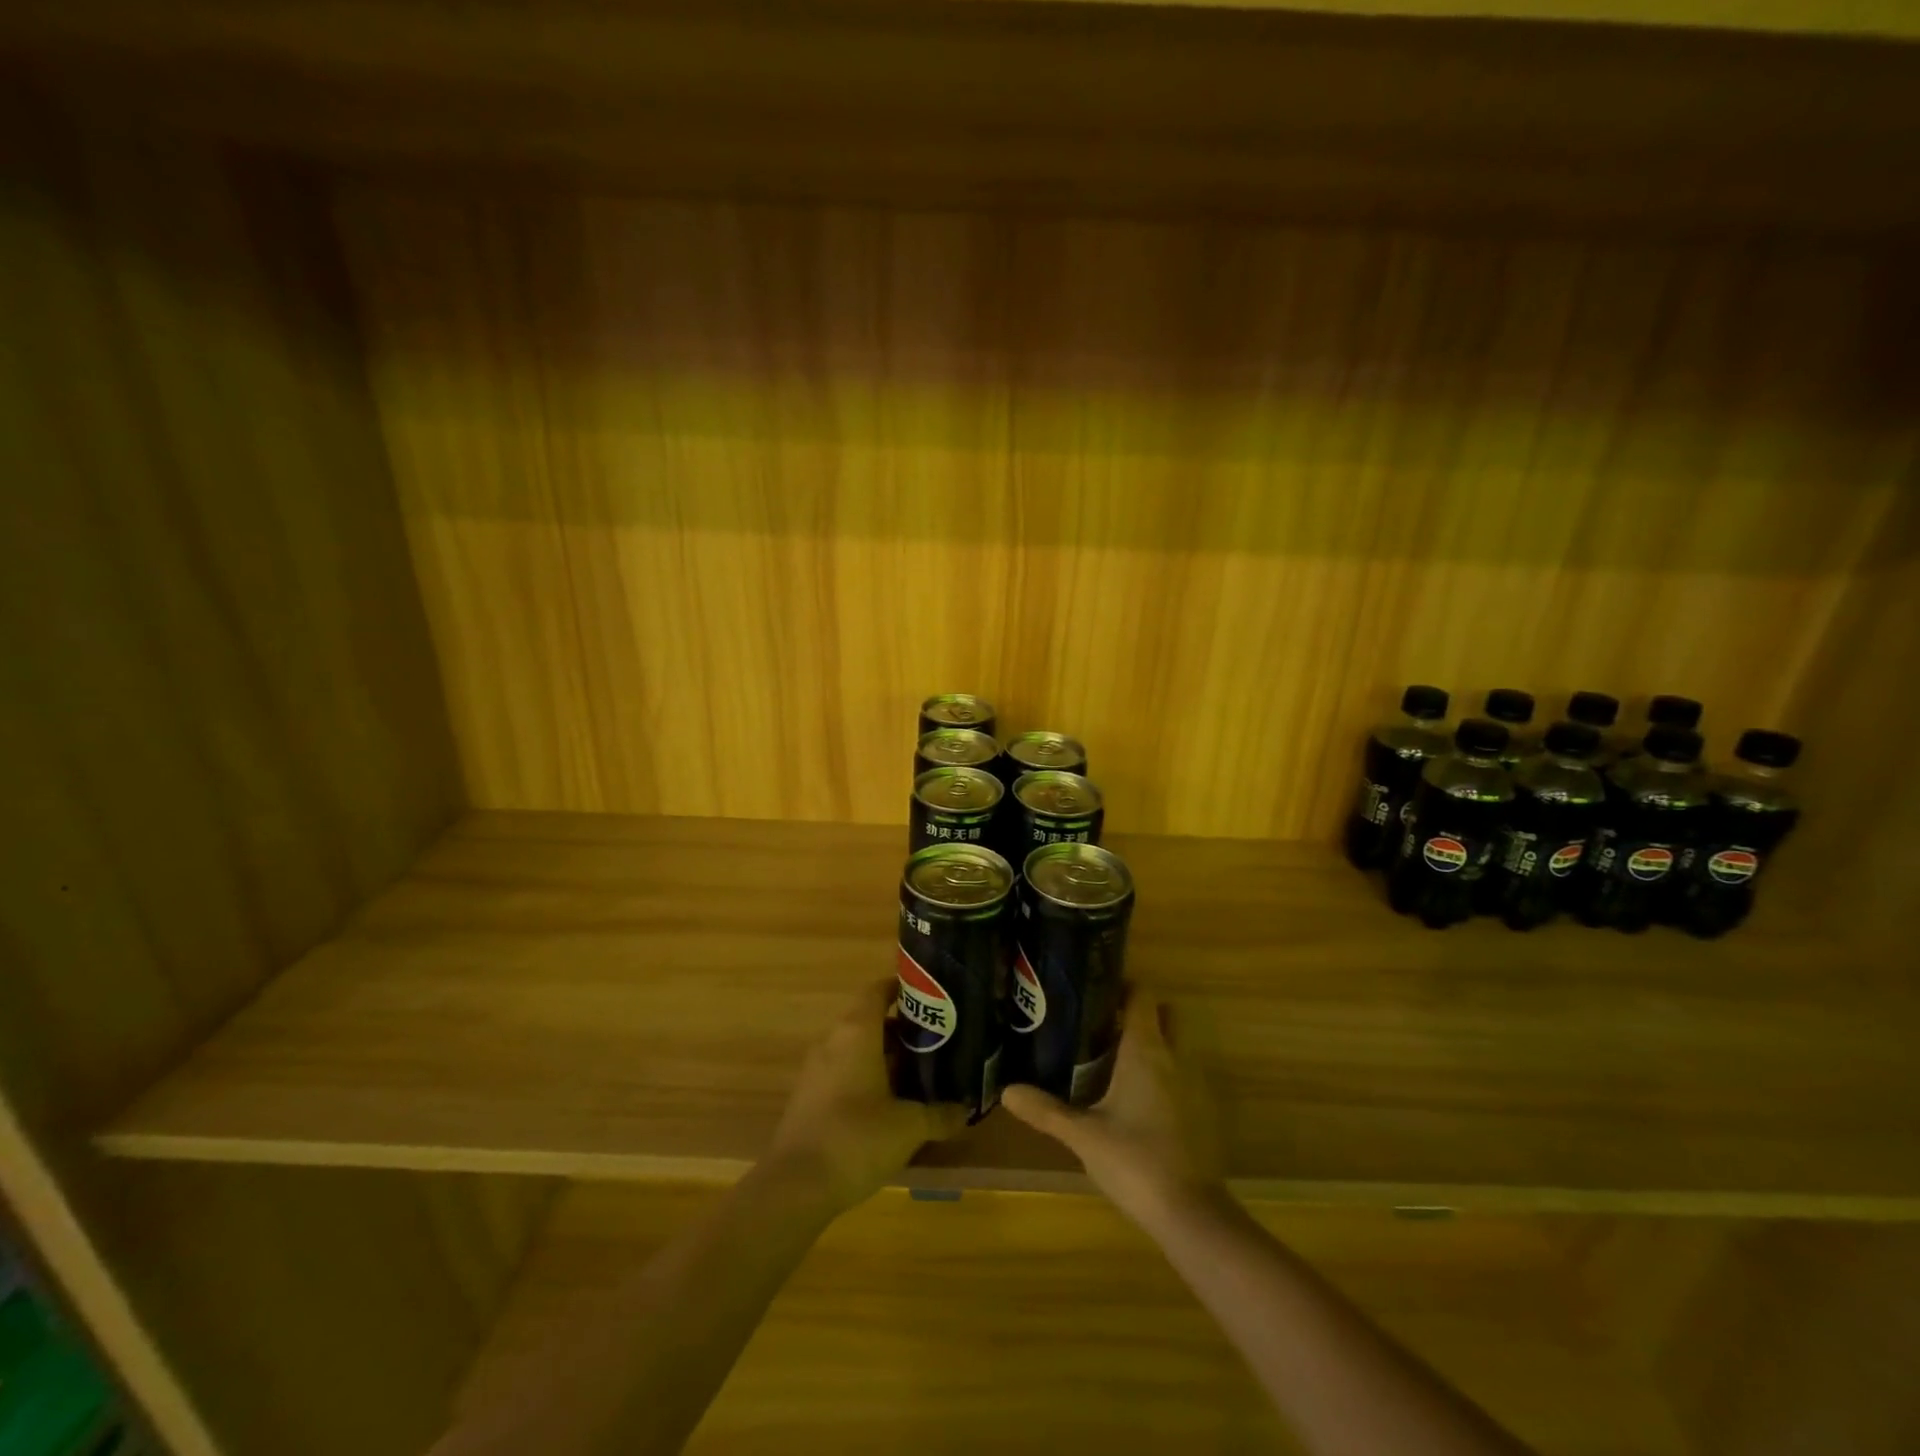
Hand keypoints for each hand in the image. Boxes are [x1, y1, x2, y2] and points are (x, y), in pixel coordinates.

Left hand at [764, 978, 968, 1216]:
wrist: (795, 1186)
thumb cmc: (857, 1138)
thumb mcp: (909, 1127)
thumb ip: (940, 1114)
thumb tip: (965, 1109)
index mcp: (857, 1031)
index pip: (878, 989)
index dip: (903, 987)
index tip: (931, 996)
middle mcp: (833, 1040)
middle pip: (870, 1019)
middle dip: (902, 1029)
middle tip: (936, 1042)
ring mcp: (816, 1069)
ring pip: (856, 1048)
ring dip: (884, 1056)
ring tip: (918, 1074)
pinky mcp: (808, 1097)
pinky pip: (843, 1072)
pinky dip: (866, 1077)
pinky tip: (888, 1104)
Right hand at [1001, 988, 1224, 1228]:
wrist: (1191, 1214)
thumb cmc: (1134, 1160)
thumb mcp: (1082, 1134)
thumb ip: (1046, 1110)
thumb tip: (1006, 1090)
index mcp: (1146, 1051)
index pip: (1142, 997)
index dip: (1122, 985)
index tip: (1095, 987)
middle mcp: (1174, 1059)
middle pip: (1164, 1017)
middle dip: (1139, 1014)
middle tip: (1100, 1023)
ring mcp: (1192, 1087)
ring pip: (1173, 1048)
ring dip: (1150, 1045)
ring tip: (1109, 1058)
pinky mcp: (1199, 1115)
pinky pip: (1178, 1078)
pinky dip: (1160, 1076)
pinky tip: (1132, 1099)